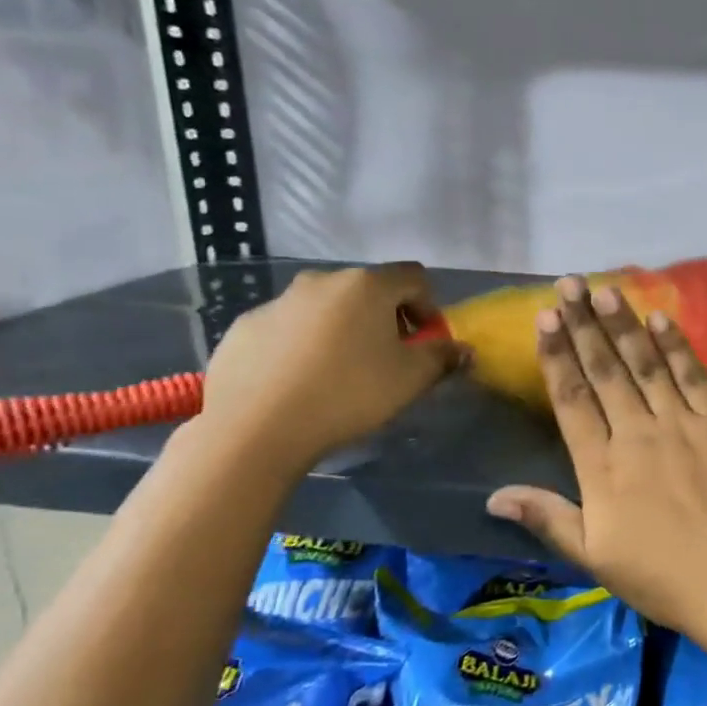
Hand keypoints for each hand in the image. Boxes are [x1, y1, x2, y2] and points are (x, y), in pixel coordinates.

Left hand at [199, 265, 465, 472]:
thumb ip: (442, 357)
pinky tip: (300, 383)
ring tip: (340, 374)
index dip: (428, 307)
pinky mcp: (245, 328)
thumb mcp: (411, 379)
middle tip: (387, 359)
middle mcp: (321, 281)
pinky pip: (288, 329)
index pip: (414, 278)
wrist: (256, 427)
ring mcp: (277, 302)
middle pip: (368, 290)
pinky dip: (302, 346)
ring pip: (325, 308)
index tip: (425, 342)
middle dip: (385, 318)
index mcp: (367, 285)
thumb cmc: (349, 393)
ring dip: (342, 330)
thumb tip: (462, 349)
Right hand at [487, 278, 706, 668]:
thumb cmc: (666, 578)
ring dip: (624, 325)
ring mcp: (682, 424)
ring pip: (645, 364)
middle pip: (605, 371)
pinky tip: (661, 319)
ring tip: (605, 290)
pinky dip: (676, 347)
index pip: (571, 400)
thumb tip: (493, 496)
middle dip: (584, 325)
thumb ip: (548, 518)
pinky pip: (694, 377)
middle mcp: (637, 433)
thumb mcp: (596, 558)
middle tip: (568, 284)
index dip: (557, 356)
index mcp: (602, 467)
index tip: (545, 318)